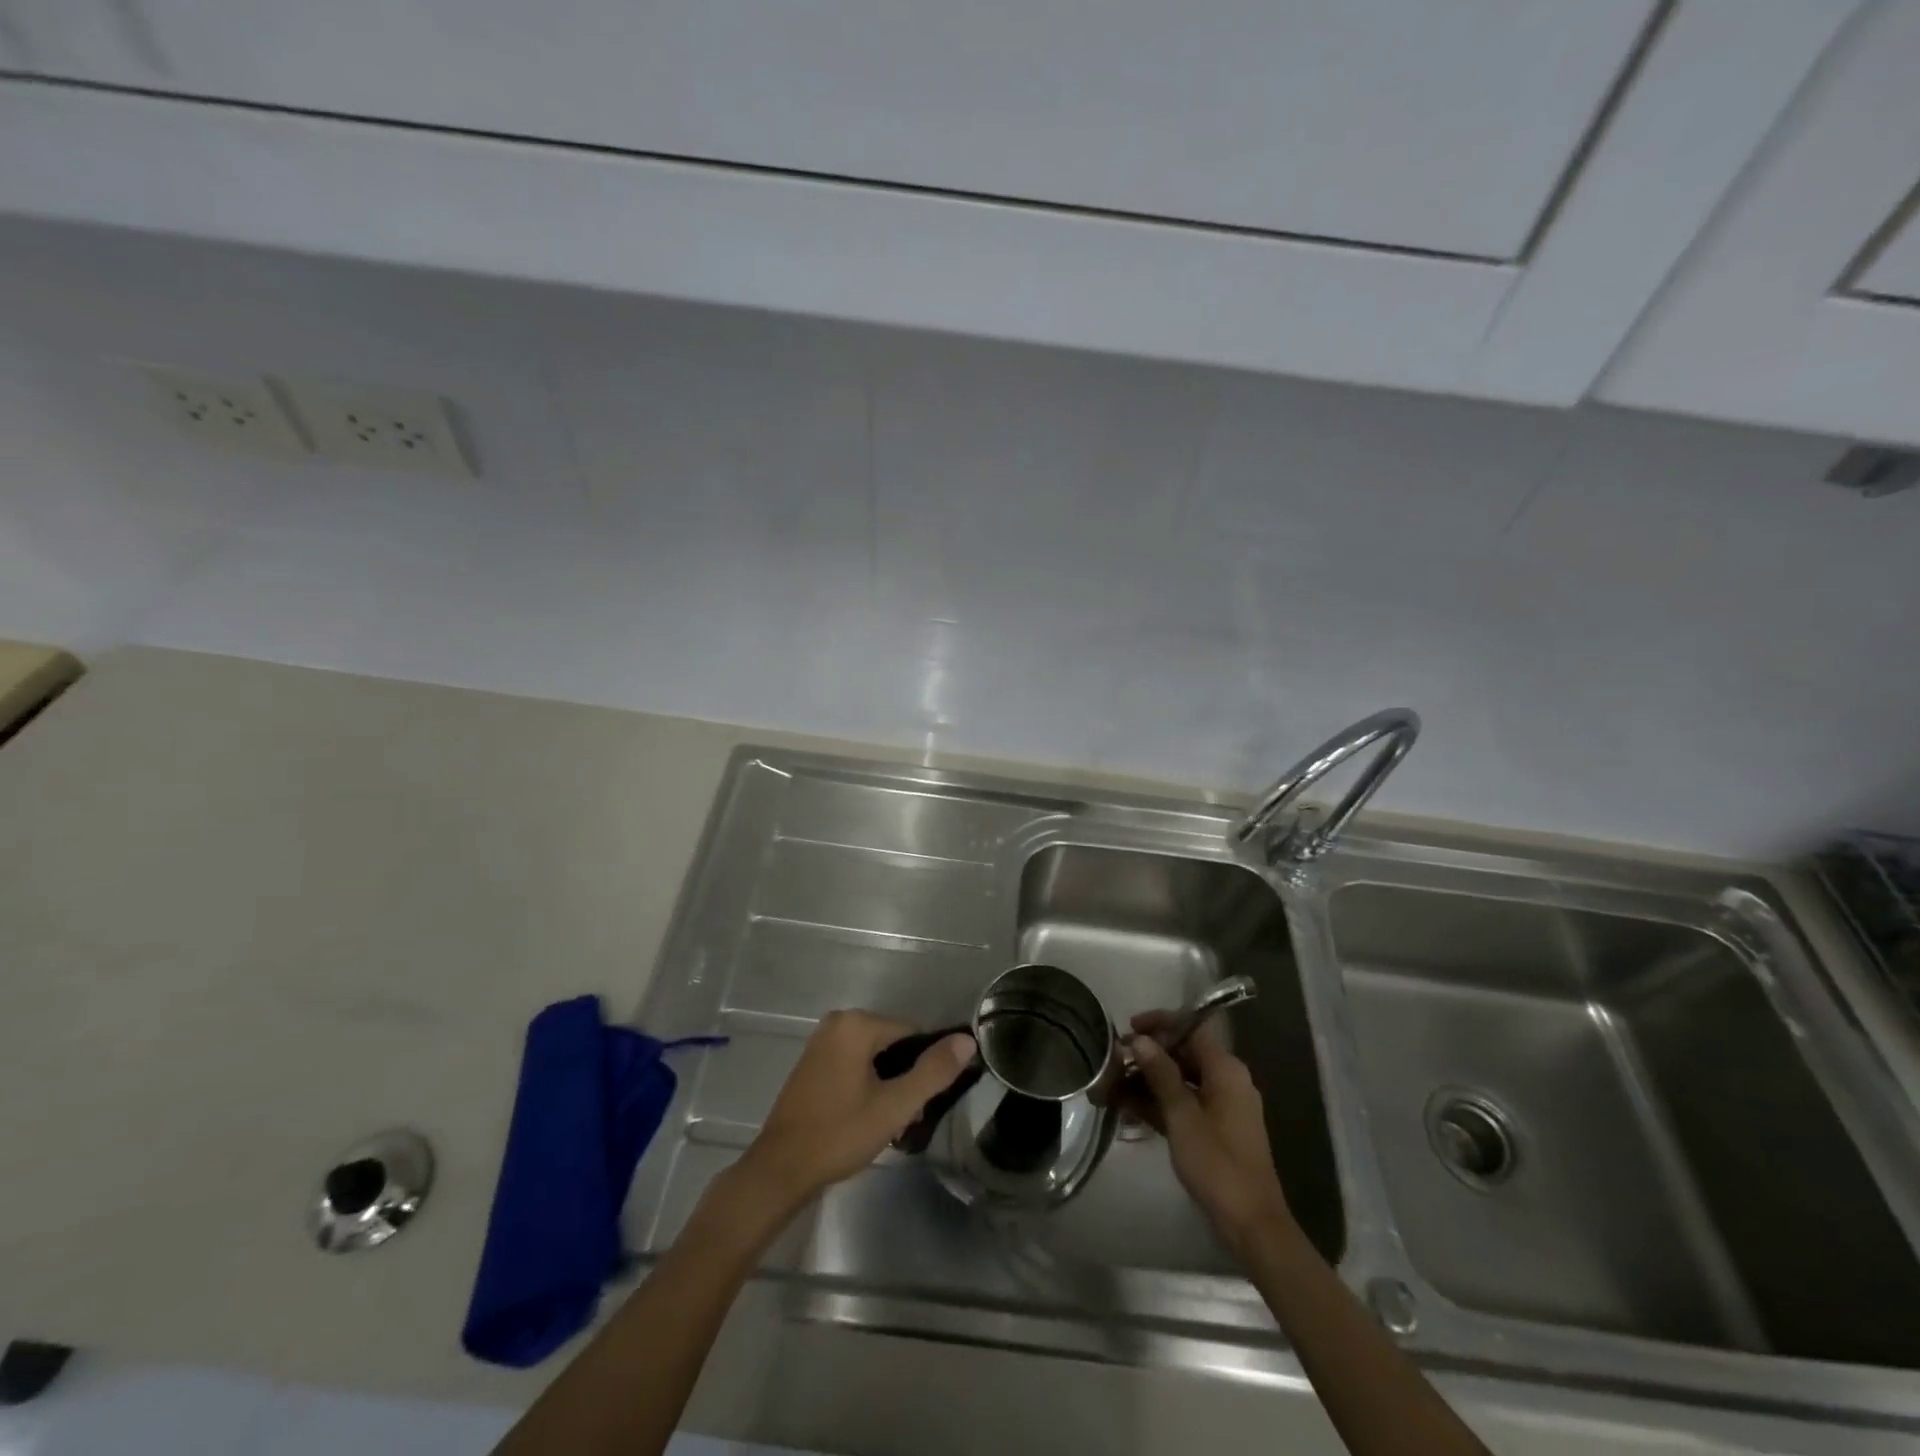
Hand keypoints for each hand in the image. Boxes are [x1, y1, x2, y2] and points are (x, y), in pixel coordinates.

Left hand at [736, 1010, 974, 1211]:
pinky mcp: (813, 1061)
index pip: (912, 1034)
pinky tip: (866, 1118)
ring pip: (875, 1057)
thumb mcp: (895, 1106)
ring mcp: (822, 1041)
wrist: (780, 1169)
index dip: (924, 1068)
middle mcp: (838, 1022)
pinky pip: (854, 1063)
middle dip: (905, 1079)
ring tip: (887, 1125)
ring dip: (887, 1086)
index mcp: (857, 1024)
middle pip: (893, 1044)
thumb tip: (968, 1040)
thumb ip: (933, 1071)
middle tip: (905, 1120)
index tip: (921, 1105)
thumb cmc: (840, 1134)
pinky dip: (867, 1085)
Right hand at [1128, 1012, 1292, 1253]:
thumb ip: (1161, 1073)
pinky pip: (1185, 1103)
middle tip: (1115, 1061)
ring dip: (1150, 1081)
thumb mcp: (1182, 1115)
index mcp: (1226, 1070)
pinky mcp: (1217, 1129)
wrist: (1251, 1224)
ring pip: (1182, 1080)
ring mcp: (1223, 1106)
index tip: (1129, 1028)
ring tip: (1114, 1087)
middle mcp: (1228, 1080)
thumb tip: (1141, 1040)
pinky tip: (1130, 1110)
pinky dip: (1161, 1103)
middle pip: (1185, 1053)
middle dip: (1149, 1055)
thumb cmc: (1217, 1163)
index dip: (1161, 1023)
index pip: (1192, 1028)